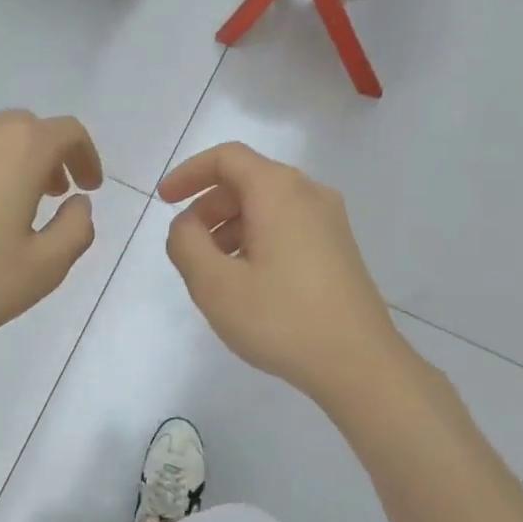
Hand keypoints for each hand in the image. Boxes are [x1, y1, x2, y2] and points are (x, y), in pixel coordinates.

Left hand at [0, 110, 103, 354]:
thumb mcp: (44, 268)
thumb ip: (77, 229)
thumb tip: (78, 204)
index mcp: (18, 150)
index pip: (67, 131)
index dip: (87, 156)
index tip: (89, 188)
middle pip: (25, 129)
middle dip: (48, 158)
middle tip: (54, 196)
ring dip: (9, 164)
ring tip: (8, 207)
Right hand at [159, 142, 404, 404]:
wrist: (359, 364)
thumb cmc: (281, 319)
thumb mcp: (215, 285)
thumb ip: (186, 244)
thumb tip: (187, 226)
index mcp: (279, 191)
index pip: (226, 158)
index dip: (189, 173)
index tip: (163, 201)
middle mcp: (309, 194)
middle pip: (247, 180)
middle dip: (208, 206)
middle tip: (186, 246)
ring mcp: (330, 222)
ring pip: (267, 206)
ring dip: (230, 227)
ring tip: (213, 272)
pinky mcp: (338, 249)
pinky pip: (286, 227)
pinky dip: (256, 240)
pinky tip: (246, 282)